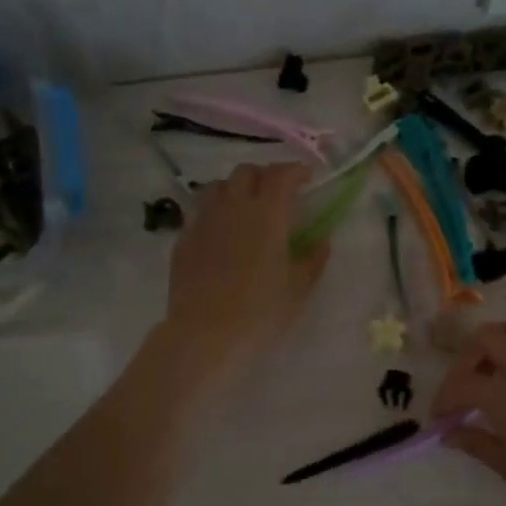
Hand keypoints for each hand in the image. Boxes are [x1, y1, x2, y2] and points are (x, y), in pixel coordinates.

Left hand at [155, 162, 328, 383]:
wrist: (205, 334)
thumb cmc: (260, 312)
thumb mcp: (298, 289)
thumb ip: (313, 259)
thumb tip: (322, 240)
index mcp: (267, 214)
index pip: (281, 175)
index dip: (295, 170)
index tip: (307, 177)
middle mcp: (233, 207)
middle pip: (247, 172)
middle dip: (265, 176)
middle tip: (278, 193)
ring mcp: (204, 220)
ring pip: (218, 186)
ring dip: (236, 188)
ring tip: (246, 206)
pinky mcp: (184, 238)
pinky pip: (200, 210)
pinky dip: (215, 210)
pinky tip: (221, 230)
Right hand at [431, 320, 505, 505]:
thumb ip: (475, 442)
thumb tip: (447, 433)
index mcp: (505, 397)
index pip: (461, 384)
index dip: (443, 399)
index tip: (441, 418)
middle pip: (485, 338)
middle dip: (467, 359)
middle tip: (466, 385)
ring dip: (498, 342)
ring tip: (496, 368)